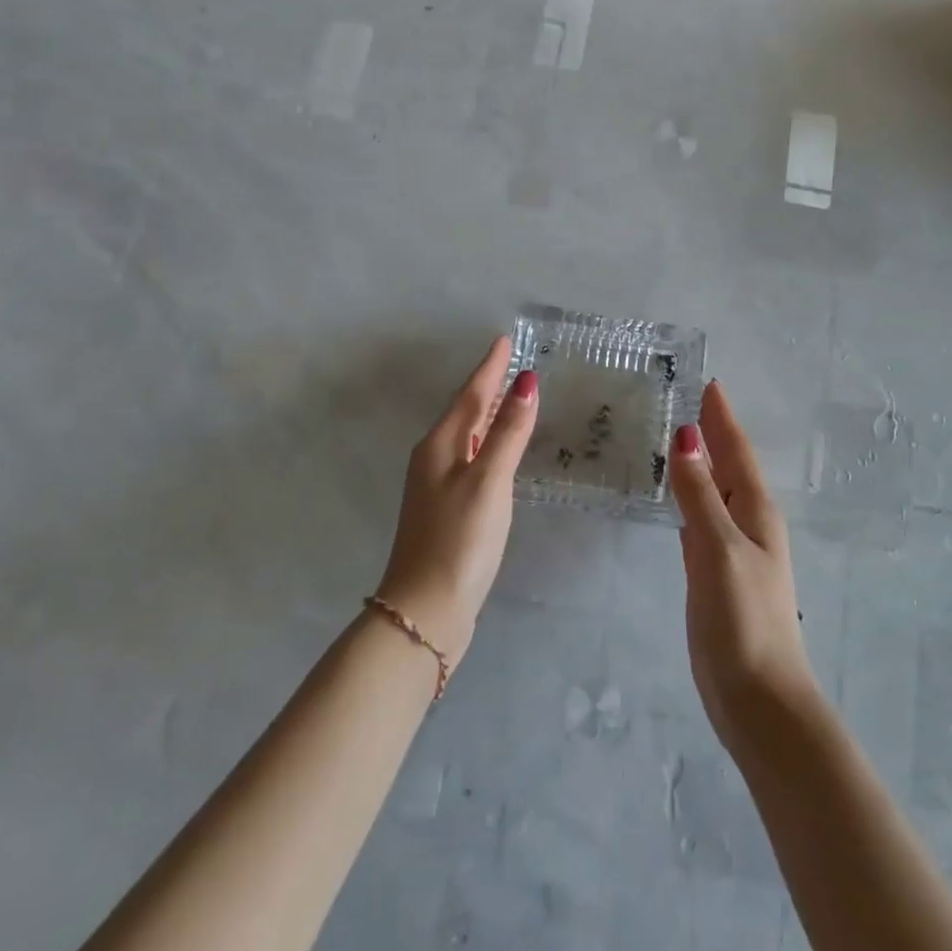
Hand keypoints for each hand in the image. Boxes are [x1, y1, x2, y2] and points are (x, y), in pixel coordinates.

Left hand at [376, 336, 538, 663]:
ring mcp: (437, 485)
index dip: (490, 367)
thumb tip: (526, 381)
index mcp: (440, 446)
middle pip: (465, 411)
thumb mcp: (489, 481)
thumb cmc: (460, 540)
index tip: (504, 339)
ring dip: (487, 413)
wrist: (426, 610)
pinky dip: (487, 442)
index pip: (471, 394)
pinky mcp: (447, 509)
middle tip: (510, 361)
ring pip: (466, 435)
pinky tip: (497, 450)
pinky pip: (470, 458)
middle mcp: (434, 458)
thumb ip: (508, 432)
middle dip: (487, 385)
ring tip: (508, 395)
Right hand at [668, 382, 818, 753]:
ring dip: (702, 464)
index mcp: (756, 511)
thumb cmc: (744, 619)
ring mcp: (734, 550)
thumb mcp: (719, 549)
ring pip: (716, 492)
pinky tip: (679, 497)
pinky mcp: (717, 575)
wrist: (758, 697)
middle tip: (690, 400)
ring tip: (680, 438)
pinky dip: (691, 498)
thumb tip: (685, 438)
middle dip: (713, 433)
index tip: (709, 383)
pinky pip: (703, 520)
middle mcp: (749, 524)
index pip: (735, 451)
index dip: (721, 418)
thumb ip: (700, 495)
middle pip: (729, 466)